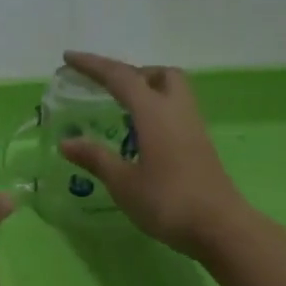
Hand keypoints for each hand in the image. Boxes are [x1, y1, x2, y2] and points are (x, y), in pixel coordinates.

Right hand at [59, 52, 251, 256]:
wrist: (219, 227)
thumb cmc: (167, 202)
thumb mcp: (123, 183)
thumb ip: (96, 158)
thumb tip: (67, 142)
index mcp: (154, 113)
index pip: (120, 77)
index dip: (93, 66)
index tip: (69, 58)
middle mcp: (176, 110)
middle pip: (158, 74)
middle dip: (130, 73)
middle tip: (106, 89)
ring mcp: (193, 127)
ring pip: (172, 91)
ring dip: (146, 90)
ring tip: (121, 112)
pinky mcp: (200, 144)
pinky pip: (176, 112)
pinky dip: (155, 111)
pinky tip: (141, 136)